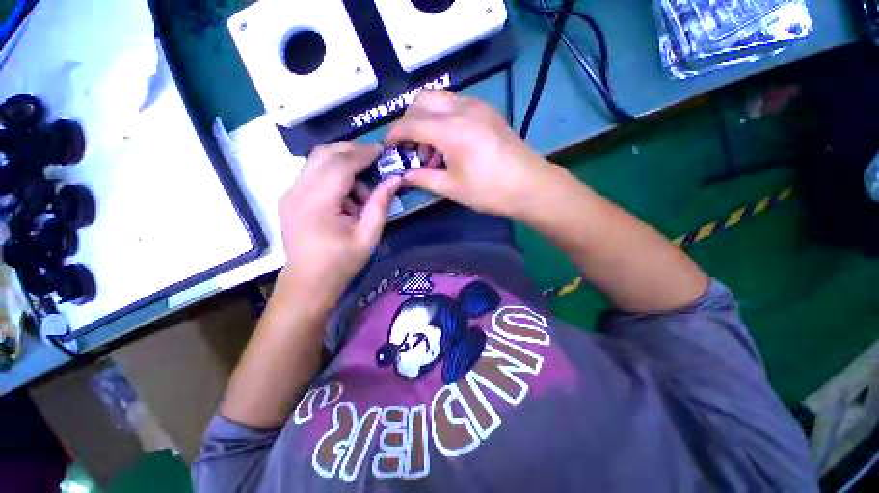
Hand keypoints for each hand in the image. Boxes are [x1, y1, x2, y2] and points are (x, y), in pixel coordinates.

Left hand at [277, 142, 401, 311]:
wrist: (308, 282)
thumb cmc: (341, 263)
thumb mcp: (368, 236)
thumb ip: (381, 205)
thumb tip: (395, 179)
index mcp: (318, 204)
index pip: (340, 165)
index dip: (362, 154)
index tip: (382, 150)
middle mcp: (297, 192)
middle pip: (324, 155)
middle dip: (352, 151)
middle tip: (374, 160)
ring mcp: (289, 194)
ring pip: (316, 161)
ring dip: (342, 165)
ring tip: (361, 191)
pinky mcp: (289, 198)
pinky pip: (312, 173)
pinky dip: (332, 175)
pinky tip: (345, 198)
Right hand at [386, 90, 556, 218]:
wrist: (530, 186)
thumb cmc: (490, 191)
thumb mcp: (452, 188)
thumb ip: (423, 178)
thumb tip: (403, 175)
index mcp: (451, 131)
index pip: (410, 123)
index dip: (394, 134)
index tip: (388, 148)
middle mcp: (462, 109)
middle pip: (422, 100)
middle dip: (409, 121)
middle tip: (411, 148)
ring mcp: (478, 107)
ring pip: (439, 100)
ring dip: (427, 120)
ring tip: (432, 152)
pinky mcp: (488, 111)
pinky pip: (456, 105)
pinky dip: (443, 119)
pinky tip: (450, 144)